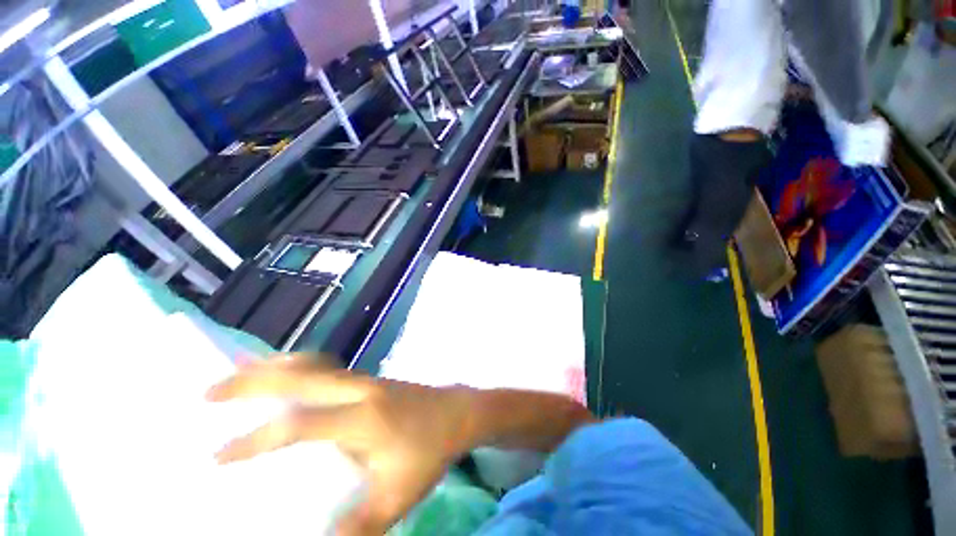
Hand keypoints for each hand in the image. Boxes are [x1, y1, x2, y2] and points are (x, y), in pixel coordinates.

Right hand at [207, 356, 472, 535]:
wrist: (456, 412)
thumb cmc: (430, 451)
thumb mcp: (398, 496)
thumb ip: (359, 525)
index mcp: (364, 417)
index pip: (301, 424)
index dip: (255, 440)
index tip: (215, 457)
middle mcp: (360, 389)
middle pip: (301, 377)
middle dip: (252, 382)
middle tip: (209, 393)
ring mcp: (364, 379)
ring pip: (314, 364)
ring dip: (274, 366)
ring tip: (237, 369)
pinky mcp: (367, 378)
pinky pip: (326, 366)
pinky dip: (297, 365)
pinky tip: (283, 371)